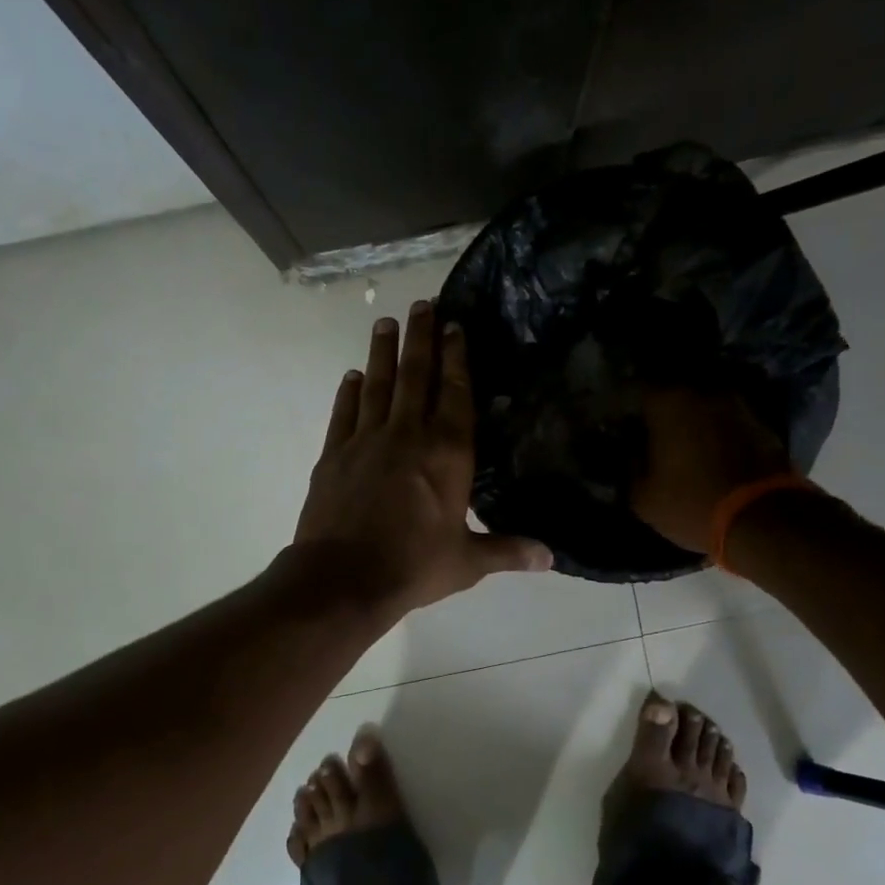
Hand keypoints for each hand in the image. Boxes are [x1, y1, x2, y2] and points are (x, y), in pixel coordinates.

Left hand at [295, 300, 550, 617]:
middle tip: (421, 304)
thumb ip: (508, 551)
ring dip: (383, 352)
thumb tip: (551, 557)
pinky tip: (351, 376)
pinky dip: (348, 392)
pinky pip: (344, 413)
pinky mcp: (334, 455)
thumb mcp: (467, 562)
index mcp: (447, 453)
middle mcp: (407, 435)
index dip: (457, 357)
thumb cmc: (413, 567)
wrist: (343, 579)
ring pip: (377, 385)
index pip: (455, 393)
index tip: (455, 325)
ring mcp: (366, 441)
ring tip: (386, 322)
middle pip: (415, 376)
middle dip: (421, 338)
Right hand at [631, 389, 796, 553]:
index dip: (624, 406)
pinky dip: (716, 431)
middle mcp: (703, 391)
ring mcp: (737, 404)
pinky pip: (726, 421)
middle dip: (660, 410)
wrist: (764, 519)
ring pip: (703, 405)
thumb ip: (631, 469)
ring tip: (682, 444)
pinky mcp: (762, 423)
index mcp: (667, 402)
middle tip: (650, 433)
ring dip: (691, 420)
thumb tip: (635, 455)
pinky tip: (710, 452)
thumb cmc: (692, 504)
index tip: (620, 424)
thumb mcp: (644, 499)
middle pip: (672, 392)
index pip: (634, 389)